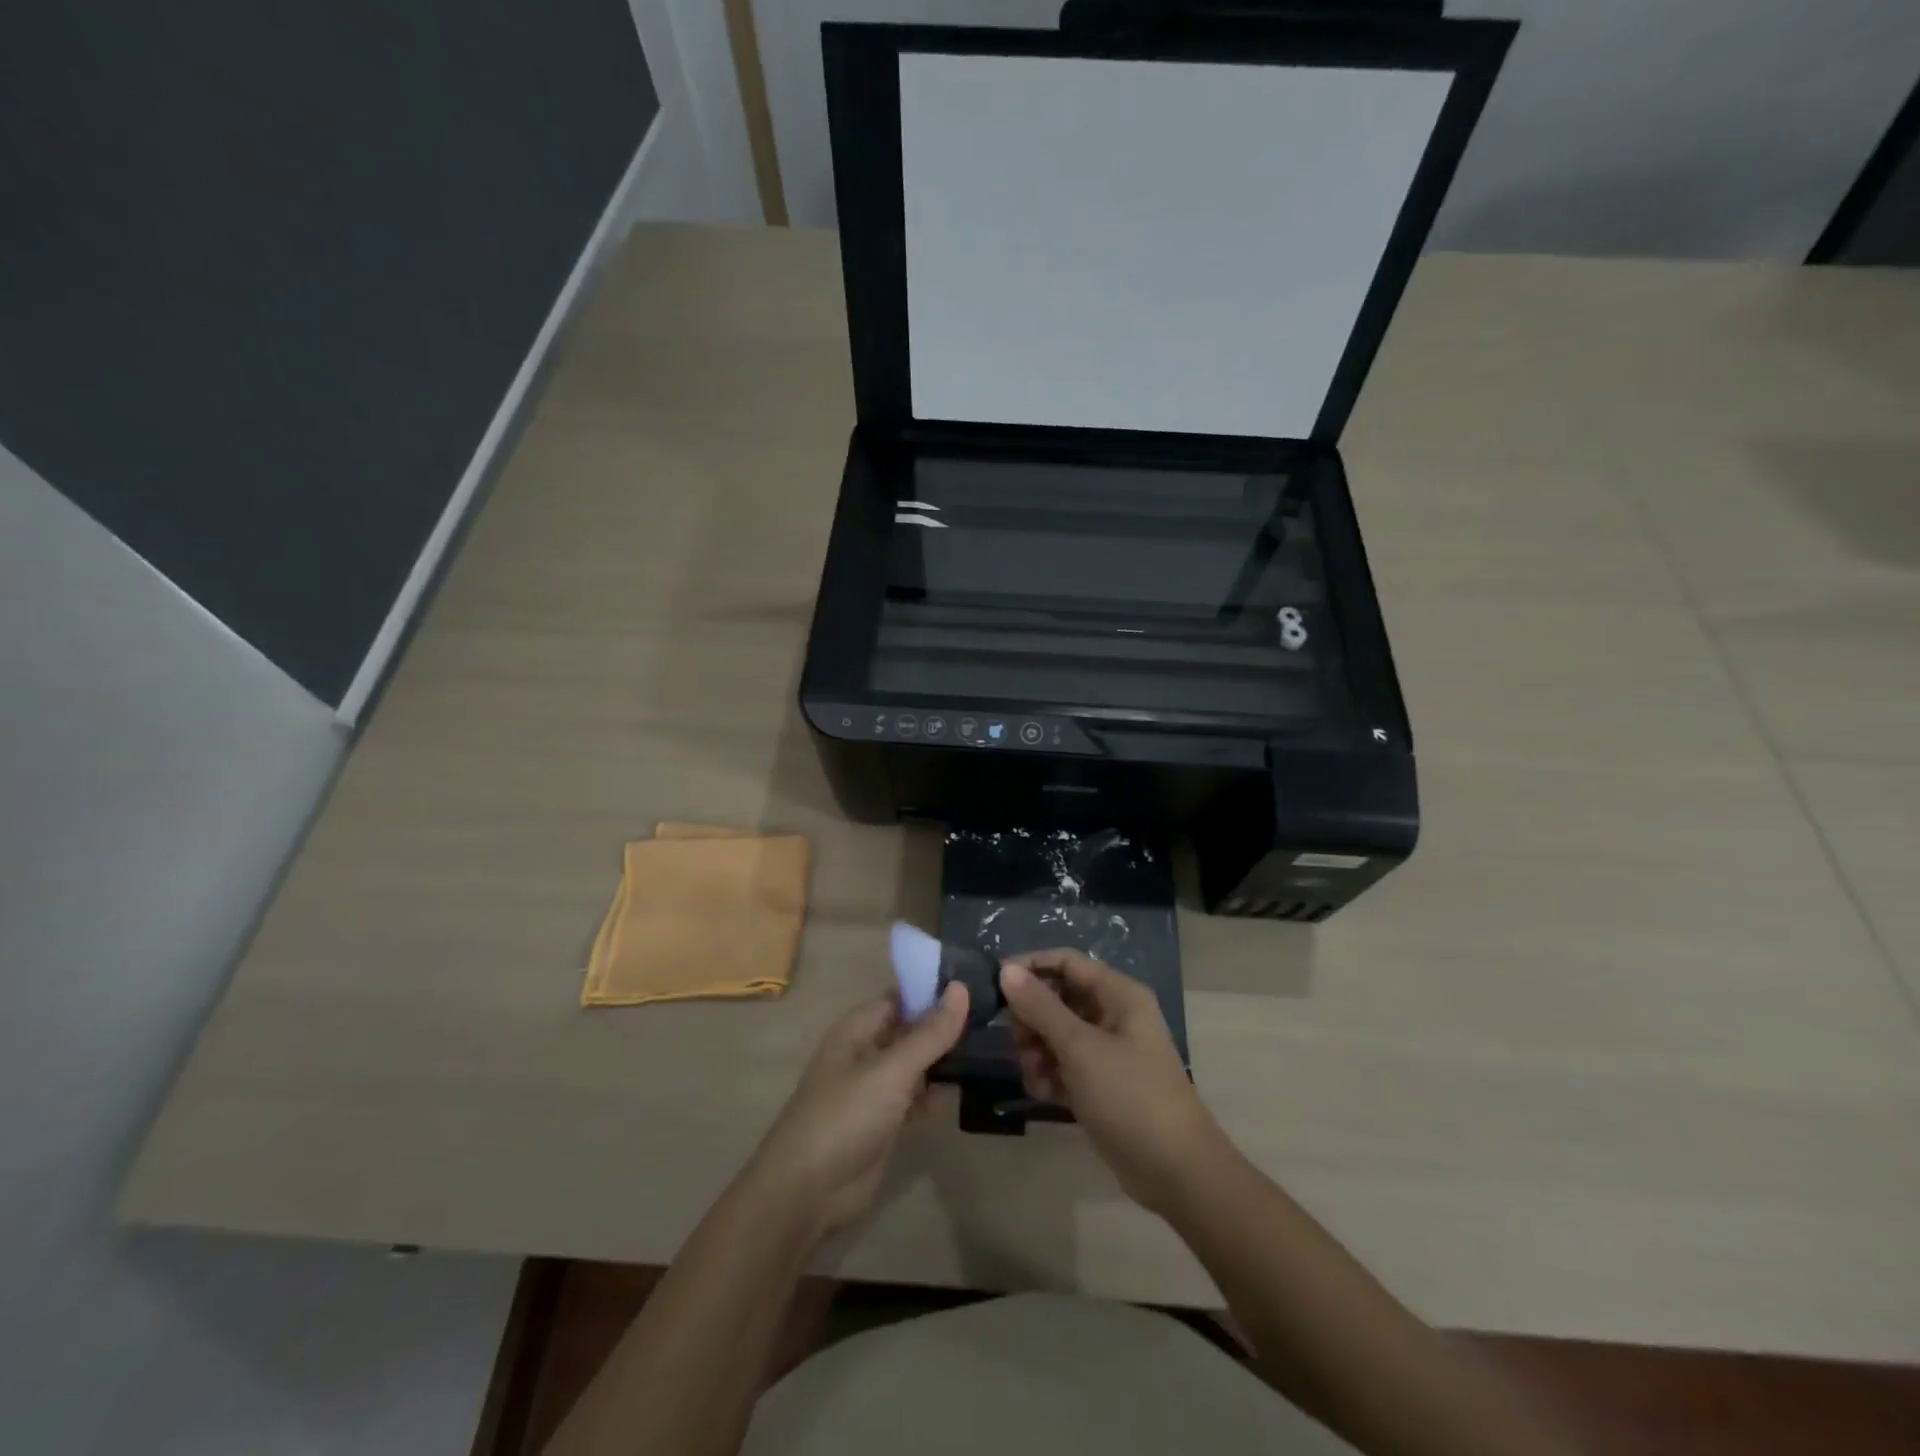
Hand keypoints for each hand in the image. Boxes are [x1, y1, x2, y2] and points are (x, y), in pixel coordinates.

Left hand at [746, 984, 968, 1244]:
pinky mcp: (885, 1124)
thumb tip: (961, 988)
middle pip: (911, 1031)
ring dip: (945, 1060)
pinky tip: (969, 1088)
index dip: (934, 990)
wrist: (808, 1192)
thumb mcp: (892, 1069)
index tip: (976, 982)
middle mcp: (866, 1054)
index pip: (901, 997)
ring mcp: (875, 1090)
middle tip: (994, 1014)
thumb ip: (930, 1033)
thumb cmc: (846, 1115)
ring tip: (992, 1046)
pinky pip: (917, 1099)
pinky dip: (937, 1094)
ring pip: (916, 1065)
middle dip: (945, 1025)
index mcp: (858, 1030)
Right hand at [1001, 950, 1228, 1215]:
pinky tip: (1044, 1093)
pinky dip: (1051, 1075)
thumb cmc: (1129, 1095)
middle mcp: (1114, 1016)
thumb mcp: (1079, 1047)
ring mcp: (1109, 1053)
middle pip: (1059, 998)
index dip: (1031, 966)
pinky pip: (1066, 1066)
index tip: (996, 983)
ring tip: (1033, 1073)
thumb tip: (1006, 970)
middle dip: (1033, 1017)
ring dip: (1038, 1050)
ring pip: (1058, 1034)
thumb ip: (1040, 1006)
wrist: (1175, 1171)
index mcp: (1119, 995)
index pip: (1067, 962)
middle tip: (1017, 1041)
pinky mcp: (1102, 1086)